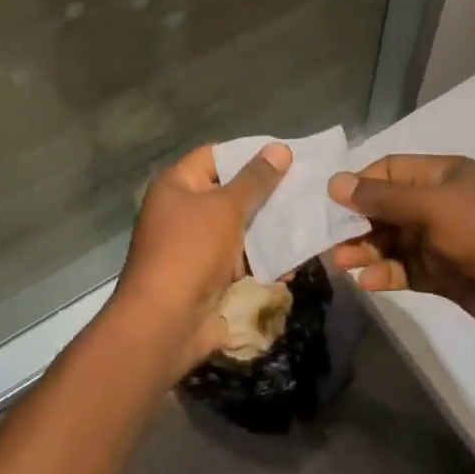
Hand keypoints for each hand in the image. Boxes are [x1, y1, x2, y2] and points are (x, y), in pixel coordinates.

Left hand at [109, 142, 290, 375]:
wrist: (164, 325)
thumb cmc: (191, 252)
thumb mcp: (226, 209)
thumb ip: (255, 180)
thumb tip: (280, 148)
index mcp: (177, 185)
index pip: (215, 156)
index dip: (248, 154)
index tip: (286, 156)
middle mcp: (183, 211)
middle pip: (230, 193)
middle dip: (267, 194)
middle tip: (307, 189)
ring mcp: (196, 246)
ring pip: (240, 228)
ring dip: (270, 229)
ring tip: (310, 221)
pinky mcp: (209, 277)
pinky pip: (241, 259)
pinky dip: (264, 259)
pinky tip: (296, 260)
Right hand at [326, 154, 474, 347]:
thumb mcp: (434, 206)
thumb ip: (384, 197)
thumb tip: (336, 182)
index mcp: (444, 175)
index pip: (392, 170)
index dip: (362, 182)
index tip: (332, 201)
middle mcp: (442, 204)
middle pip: (389, 208)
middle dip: (358, 222)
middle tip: (327, 239)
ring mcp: (445, 241)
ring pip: (394, 241)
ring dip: (367, 251)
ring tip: (339, 264)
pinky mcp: (447, 276)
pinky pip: (408, 270)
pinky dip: (387, 275)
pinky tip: (367, 283)